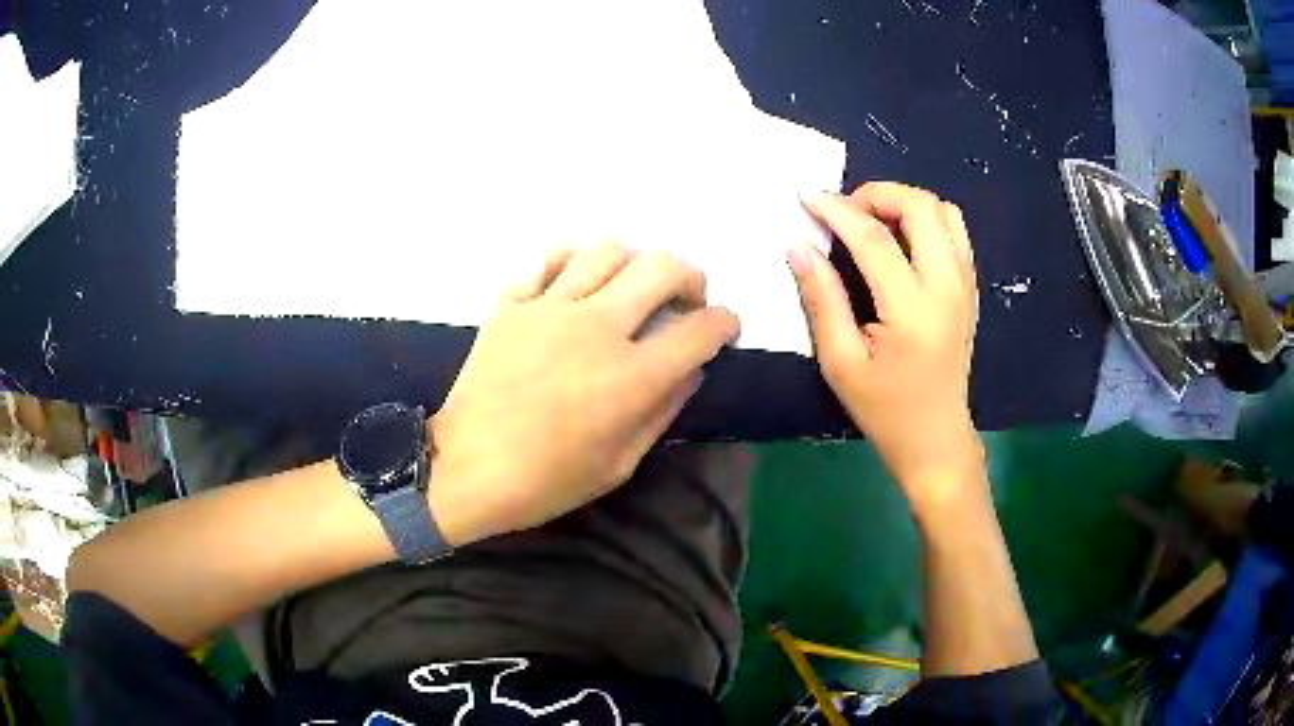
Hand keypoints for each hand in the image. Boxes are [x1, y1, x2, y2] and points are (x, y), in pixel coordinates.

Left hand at [429, 243, 739, 544]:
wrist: (464, 470)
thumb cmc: (545, 481)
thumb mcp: (619, 464)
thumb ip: (663, 411)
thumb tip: (692, 370)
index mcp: (631, 377)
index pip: (700, 330)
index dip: (725, 324)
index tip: (724, 329)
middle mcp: (596, 328)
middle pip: (662, 268)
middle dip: (691, 278)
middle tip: (687, 300)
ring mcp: (549, 308)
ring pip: (607, 250)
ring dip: (633, 264)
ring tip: (630, 289)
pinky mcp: (511, 304)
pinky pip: (548, 259)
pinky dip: (571, 262)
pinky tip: (575, 283)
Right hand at [787, 183, 983, 511]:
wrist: (936, 437)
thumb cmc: (885, 409)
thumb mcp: (840, 362)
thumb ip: (821, 298)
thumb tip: (799, 246)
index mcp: (912, 310)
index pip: (873, 238)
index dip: (836, 210)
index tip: (807, 198)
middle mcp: (948, 286)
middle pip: (920, 207)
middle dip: (877, 194)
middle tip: (843, 210)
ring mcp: (965, 284)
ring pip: (943, 210)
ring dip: (904, 202)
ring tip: (871, 220)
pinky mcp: (971, 287)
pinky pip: (954, 230)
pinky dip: (925, 218)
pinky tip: (900, 238)